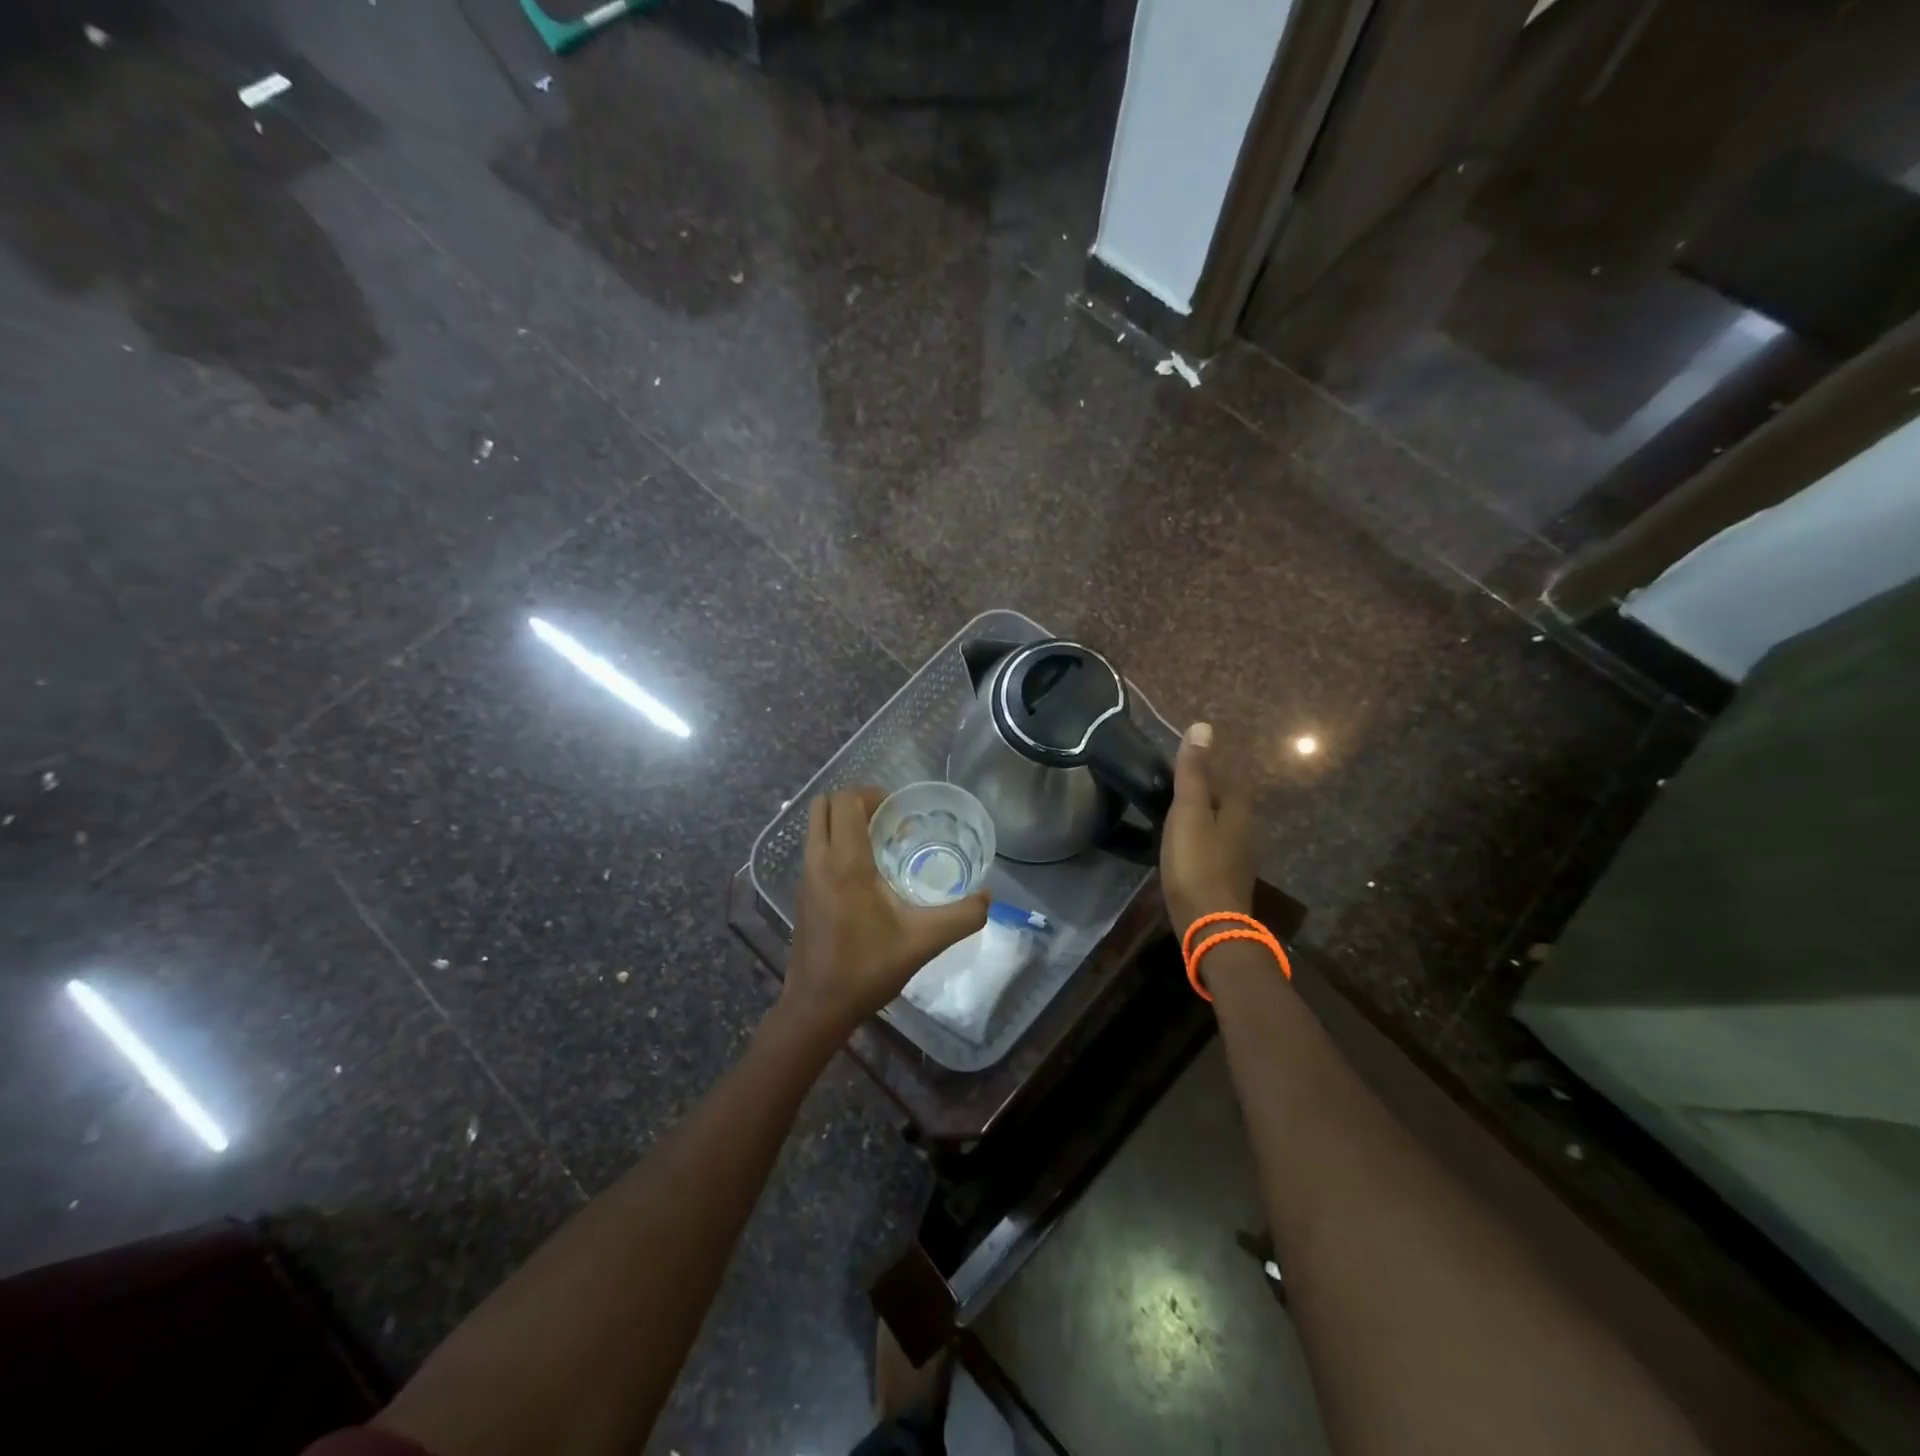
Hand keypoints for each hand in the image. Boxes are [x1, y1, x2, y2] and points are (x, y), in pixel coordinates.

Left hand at [782, 787, 988, 1038]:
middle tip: (888, 822)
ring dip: (844, 823)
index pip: (846, 801)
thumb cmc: (867, 968)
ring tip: (880, 846)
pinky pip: (815, 850)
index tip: (900, 812)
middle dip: (856, 802)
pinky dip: (836, 845)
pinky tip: (866, 877)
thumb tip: (988, 897)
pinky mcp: (801, 895)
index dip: (872, 795)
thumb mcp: (924, 941)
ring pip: (816, 827)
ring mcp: (804, 878)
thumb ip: (962, 916)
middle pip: (824, 804)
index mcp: (845, 863)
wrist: (818, 1007)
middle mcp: (818, 861)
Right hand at [1160, 722, 1254, 940]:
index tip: (1182, 768)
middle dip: (1205, 795)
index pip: (1230, 779)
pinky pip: (1215, 850)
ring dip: (1202, 821)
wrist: (1209, 924)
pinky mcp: (1228, 880)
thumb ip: (1194, 773)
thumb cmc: (1196, 863)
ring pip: (1221, 828)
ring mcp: (1240, 859)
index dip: (1208, 771)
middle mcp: (1248, 831)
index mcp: (1240, 811)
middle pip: (1227, 804)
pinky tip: (1182, 850)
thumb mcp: (1188, 812)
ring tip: (1173, 819)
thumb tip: (1203, 727)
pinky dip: (1200, 843)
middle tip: (1172, 792)